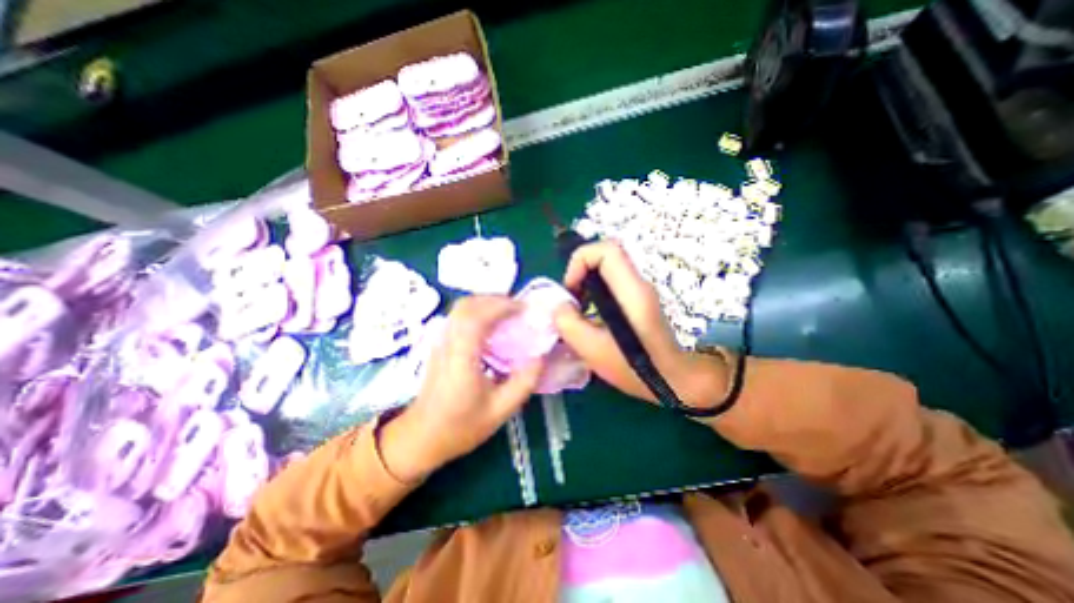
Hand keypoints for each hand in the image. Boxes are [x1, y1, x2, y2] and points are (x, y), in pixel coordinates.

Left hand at [379, 295, 546, 482]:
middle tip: (519, 309)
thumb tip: (541, 357)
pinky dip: (478, 311)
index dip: (501, 306)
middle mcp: (447, 343)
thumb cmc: (460, 426)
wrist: (422, 437)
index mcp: (461, 358)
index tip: (524, 309)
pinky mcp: (440, 344)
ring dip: (486, 303)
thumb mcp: (500, 411)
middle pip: (467, 305)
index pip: (476, 317)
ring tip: (509, 314)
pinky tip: (493, 325)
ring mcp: (440, 342)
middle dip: (495, 299)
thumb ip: (524, 383)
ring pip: (461, 308)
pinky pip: (459, 317)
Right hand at [554, 239, 729, 410]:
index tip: (571, 289)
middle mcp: (638, 284)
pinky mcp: (638, 300)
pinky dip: (595, 293)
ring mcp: (640, 291)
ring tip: (578, 312)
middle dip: (580, 272)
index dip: (581, 260)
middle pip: (605, 256)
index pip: (607, 249)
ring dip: (586, 283)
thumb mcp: (592, 350)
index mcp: (630, 291)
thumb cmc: (634, 369)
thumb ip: (568, 323)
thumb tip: (559, 305)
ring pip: (606, 269)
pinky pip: (611, 283)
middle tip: (571, 301)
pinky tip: (591, 318)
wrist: (672, 381)